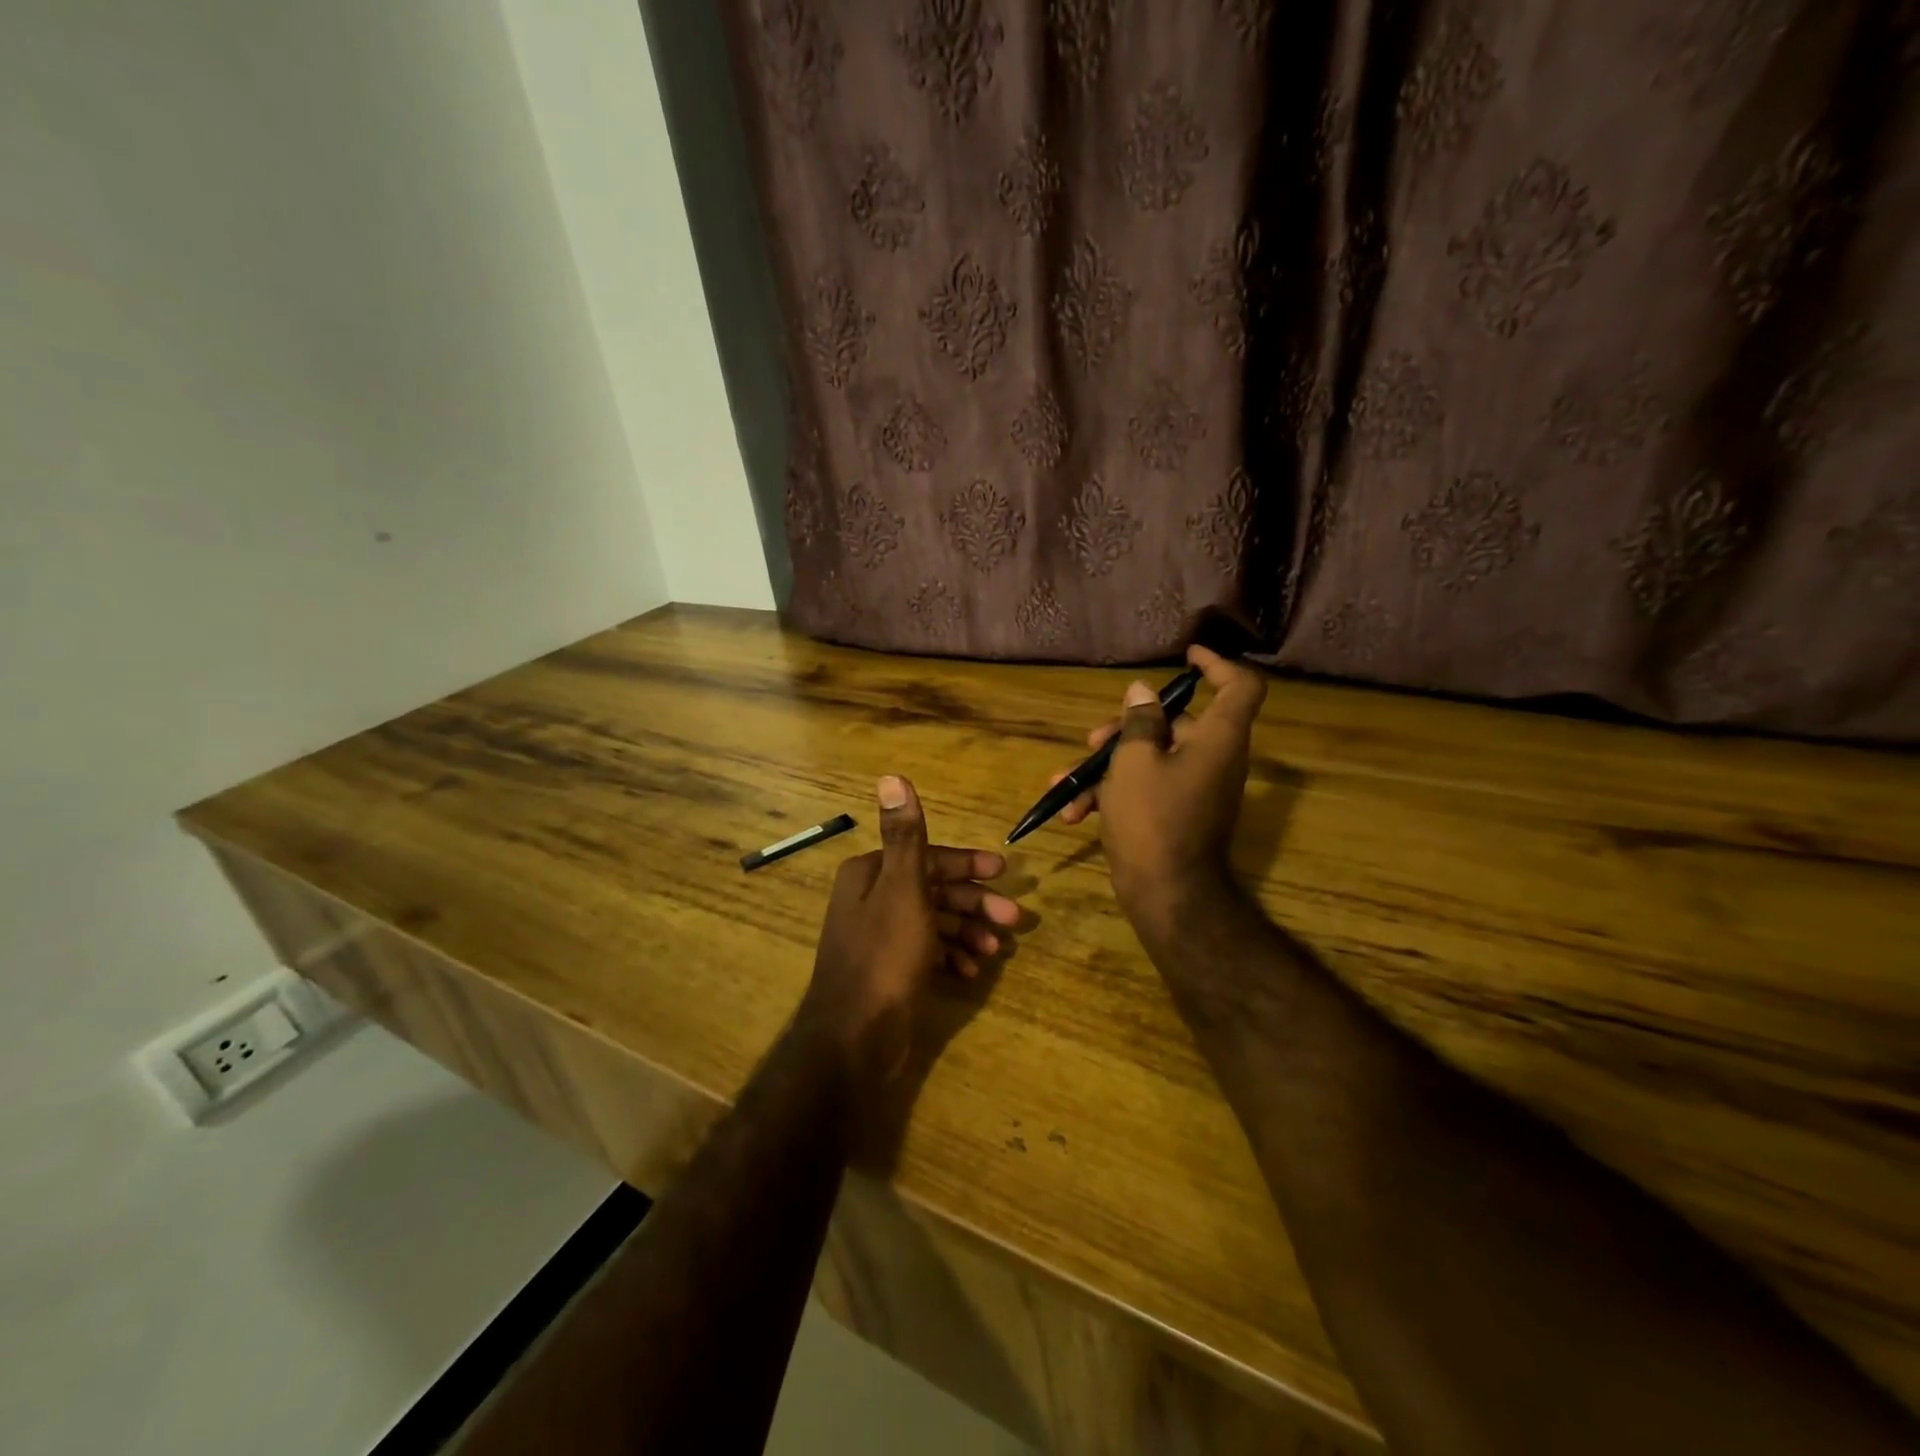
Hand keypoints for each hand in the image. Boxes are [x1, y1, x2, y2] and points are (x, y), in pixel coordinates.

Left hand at [798, 775, 1018, 1087]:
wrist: (854, 1038)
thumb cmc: (885, 955)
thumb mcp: (903, 890)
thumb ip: (906, 836)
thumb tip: (891, 776)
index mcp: (871, 873)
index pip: (928, 857)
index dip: (967, 865)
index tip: (1004, 875)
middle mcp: (872, 899)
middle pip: (934, 890)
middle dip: (974, 904)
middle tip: (1013, 921)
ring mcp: (880, 936)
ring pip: (934, 922)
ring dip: (968, 931)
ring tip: (996, 951)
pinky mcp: (889, 969)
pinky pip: (927, 951)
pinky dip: (951, 956)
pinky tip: (971, 972)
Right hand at [1049, 645, 1267, 946]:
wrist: (1165, 894)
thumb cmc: (1152, 817)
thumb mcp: (1135, 761)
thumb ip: (1140, 721)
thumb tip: (1142, 692)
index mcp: (1218, 739)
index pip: (1240, 687)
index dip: (1217, 665)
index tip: (1185, 656)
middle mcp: (1213, 759)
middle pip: (1176, 724)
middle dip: (1126, 728)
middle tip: (1091, 741)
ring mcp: (1194, 789)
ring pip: (1151, 758)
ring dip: (1107, 766)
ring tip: (1065, 782)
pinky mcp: (1175, 814)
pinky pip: (1146, 789)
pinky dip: (1113, 795)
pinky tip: (1073, 813)